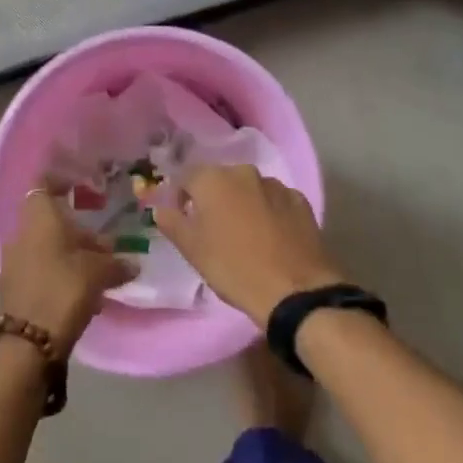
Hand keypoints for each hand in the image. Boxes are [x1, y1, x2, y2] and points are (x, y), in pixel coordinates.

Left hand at [0, 191, 134, 355]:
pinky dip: (61, 275)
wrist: (28, 343)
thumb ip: (116, 264)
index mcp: (39, 220)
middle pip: (51, 223)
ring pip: (47, 248)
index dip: (60, 182)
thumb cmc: (64, 290)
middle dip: (78, 233)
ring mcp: (14, 263)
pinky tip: (84, 296)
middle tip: (106, 248)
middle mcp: (22, 235)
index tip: (79, 187)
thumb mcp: (98, 273)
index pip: (43, 185)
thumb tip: (132, 264)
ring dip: (71, 256)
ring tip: (100, 275)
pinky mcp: (14, 289)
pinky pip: (41, 271)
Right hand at [154, 165, 345, 327]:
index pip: (185, 177)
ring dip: (242, 204)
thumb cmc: (233, 268)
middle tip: (213, 229)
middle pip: (220, 180)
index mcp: (212, 179)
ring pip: (249, 189)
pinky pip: (275, 201)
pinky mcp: (300, 200)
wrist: (294, 290)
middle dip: (213, 199)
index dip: (180, 197)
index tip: (183, 219)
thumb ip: (172, 223)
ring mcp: (276, 184)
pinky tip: (271, 238)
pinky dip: (268, 212)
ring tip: (245, 235)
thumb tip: (161, 208)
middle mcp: (244, 172)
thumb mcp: (192, 250)